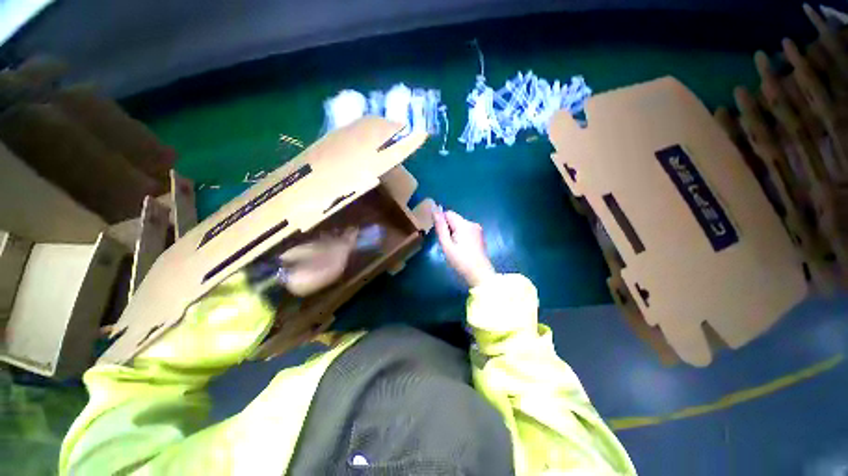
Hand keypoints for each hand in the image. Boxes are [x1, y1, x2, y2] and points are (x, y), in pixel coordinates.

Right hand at [433, 206, 495, 287]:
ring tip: (454, 248)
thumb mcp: (446, 245)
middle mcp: (472, 223)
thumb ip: (440, 227)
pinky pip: (466, 230)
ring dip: (454, 232)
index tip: (440, 235)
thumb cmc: (461, 261)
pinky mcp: (480, 236)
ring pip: (460, 225)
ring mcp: (477, 229)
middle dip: (448, 228)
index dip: (441, 222)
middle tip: (447, 244)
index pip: (448, 213)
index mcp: (463, 224)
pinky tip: (461, 248)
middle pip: (454, 219)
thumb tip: (435, 210)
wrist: (479, 274)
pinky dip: (461, 236)